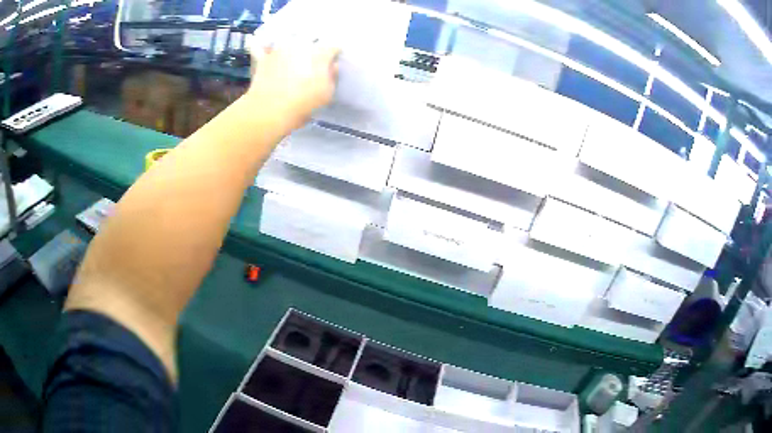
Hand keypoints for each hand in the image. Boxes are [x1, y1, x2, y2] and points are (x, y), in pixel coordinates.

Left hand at [247, 43, 339, 128]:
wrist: (270, 110)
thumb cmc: (303, 103)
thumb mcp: (327, 93)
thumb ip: (332, 76)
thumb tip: (332, 65)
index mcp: (320, 54)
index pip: (333, 47)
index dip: (334, 53)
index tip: (332, 60)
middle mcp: (301, 45)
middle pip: (311, 40)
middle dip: (313, 47)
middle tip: (312, 58)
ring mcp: (280, 49)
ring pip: (289, 40)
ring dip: (292, 44)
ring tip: (291, 53)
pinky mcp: (263, 57)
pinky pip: (260, 47)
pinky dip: (260, 45)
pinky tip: (259, 43)